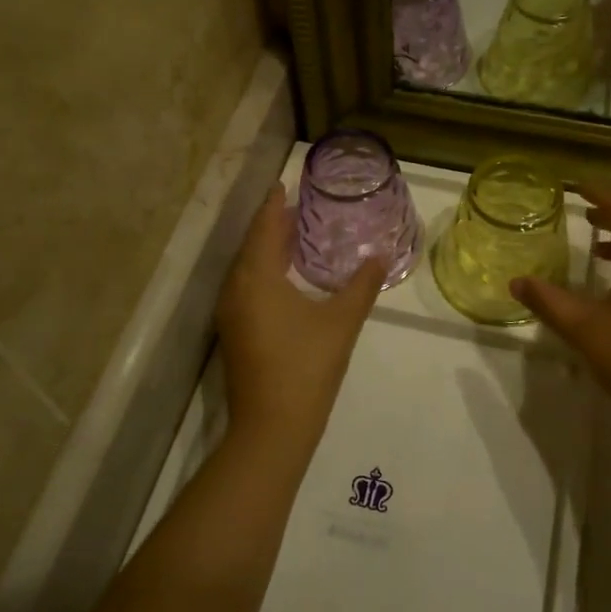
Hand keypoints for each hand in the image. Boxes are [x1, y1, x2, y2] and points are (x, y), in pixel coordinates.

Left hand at [216, 184, 383, 450]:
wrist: (272, 428)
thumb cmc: (307, 366)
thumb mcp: (341, 322)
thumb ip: (362, 285)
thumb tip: (379, 257)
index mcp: (257, 278)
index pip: (263, 228)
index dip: (274, 205)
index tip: (284, 183)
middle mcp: (236, 289)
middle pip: (252, 245)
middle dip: (272, 224)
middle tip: (299, 207)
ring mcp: (231, 314)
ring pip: (247, 268)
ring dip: (267, 249)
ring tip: (295, 236)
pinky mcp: (234, 333)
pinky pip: (246, 287)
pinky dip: (263, 272)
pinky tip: (285, 278)